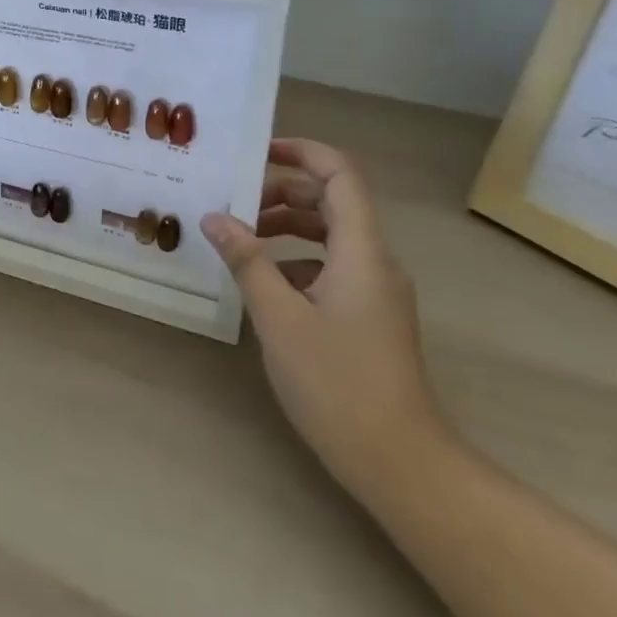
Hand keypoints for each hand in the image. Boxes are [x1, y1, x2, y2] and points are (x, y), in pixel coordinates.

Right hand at [200, 138, 449, 497]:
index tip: (257, 152)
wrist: (402, 464)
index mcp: (361, 250)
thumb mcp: (279, 318)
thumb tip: (214, 218)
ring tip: (240, 239)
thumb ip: (247, 261)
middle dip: (282, 192)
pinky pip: (331, 265)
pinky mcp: (369, 315)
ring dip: (286, 226)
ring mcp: (375, 290)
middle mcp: (374, 261)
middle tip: (234, 203)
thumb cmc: (338, 384)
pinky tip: (263, 283)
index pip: (340, 174)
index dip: (302, 152)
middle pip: (332, 201)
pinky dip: (295, 259)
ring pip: (330, 234)